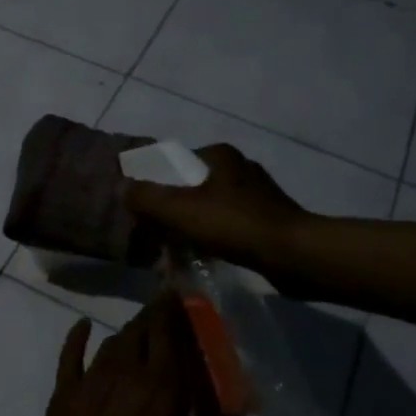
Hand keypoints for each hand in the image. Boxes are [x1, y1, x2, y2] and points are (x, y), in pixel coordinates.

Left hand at [5, 295, 229, 415]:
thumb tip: (235, 413)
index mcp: (161, 393)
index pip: (174, 336)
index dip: (179, 311)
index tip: (187, 294)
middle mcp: (127, 374)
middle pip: (144, 330)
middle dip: (159, 314)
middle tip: (170, 306)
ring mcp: (90, 380)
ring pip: (115, 339)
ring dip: (131, 329)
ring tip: (145, 324)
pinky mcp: (62, 392)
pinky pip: (71, 354)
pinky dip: (78, 336)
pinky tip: (83, 325)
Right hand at [124, 144, 309, 283]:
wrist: (293, 255)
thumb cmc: (234, 224)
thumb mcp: (180, 209)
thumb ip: (146, 197)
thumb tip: (121, 187)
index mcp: (221, 156)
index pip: (177, 163)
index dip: (157, 185)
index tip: (145, 210)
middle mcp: (241, 168)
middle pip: (193, 188)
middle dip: (174, 212)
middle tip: (158, 236)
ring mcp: (259, 195)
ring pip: (211, 209)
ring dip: (194, 229)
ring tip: (178, 253)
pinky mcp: (270, 220)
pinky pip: (230, 227)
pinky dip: (215, 240)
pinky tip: (206, 259)